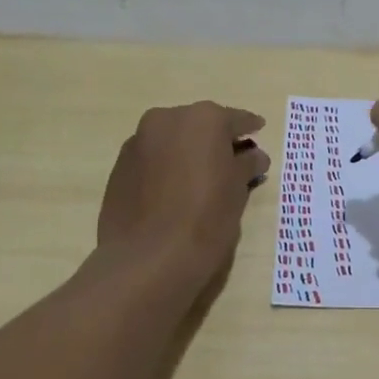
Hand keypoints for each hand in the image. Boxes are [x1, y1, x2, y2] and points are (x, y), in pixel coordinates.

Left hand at [98, 102, 268, 281]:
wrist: (146, 259)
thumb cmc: (205, 218)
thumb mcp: (238, 190)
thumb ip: (247, 164)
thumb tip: (254, 155)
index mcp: (203, 119)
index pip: (236, 119)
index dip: (250, 128)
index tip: (259, 130)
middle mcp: (168, 119)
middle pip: (200, 125)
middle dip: (216, 140)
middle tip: (232, 160)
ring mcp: (138, 141)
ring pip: (173, 140)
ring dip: (189, 152)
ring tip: (202, 177)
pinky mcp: (119, 166)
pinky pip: (153, 158)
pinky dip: (167, 166)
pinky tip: (175, 190)